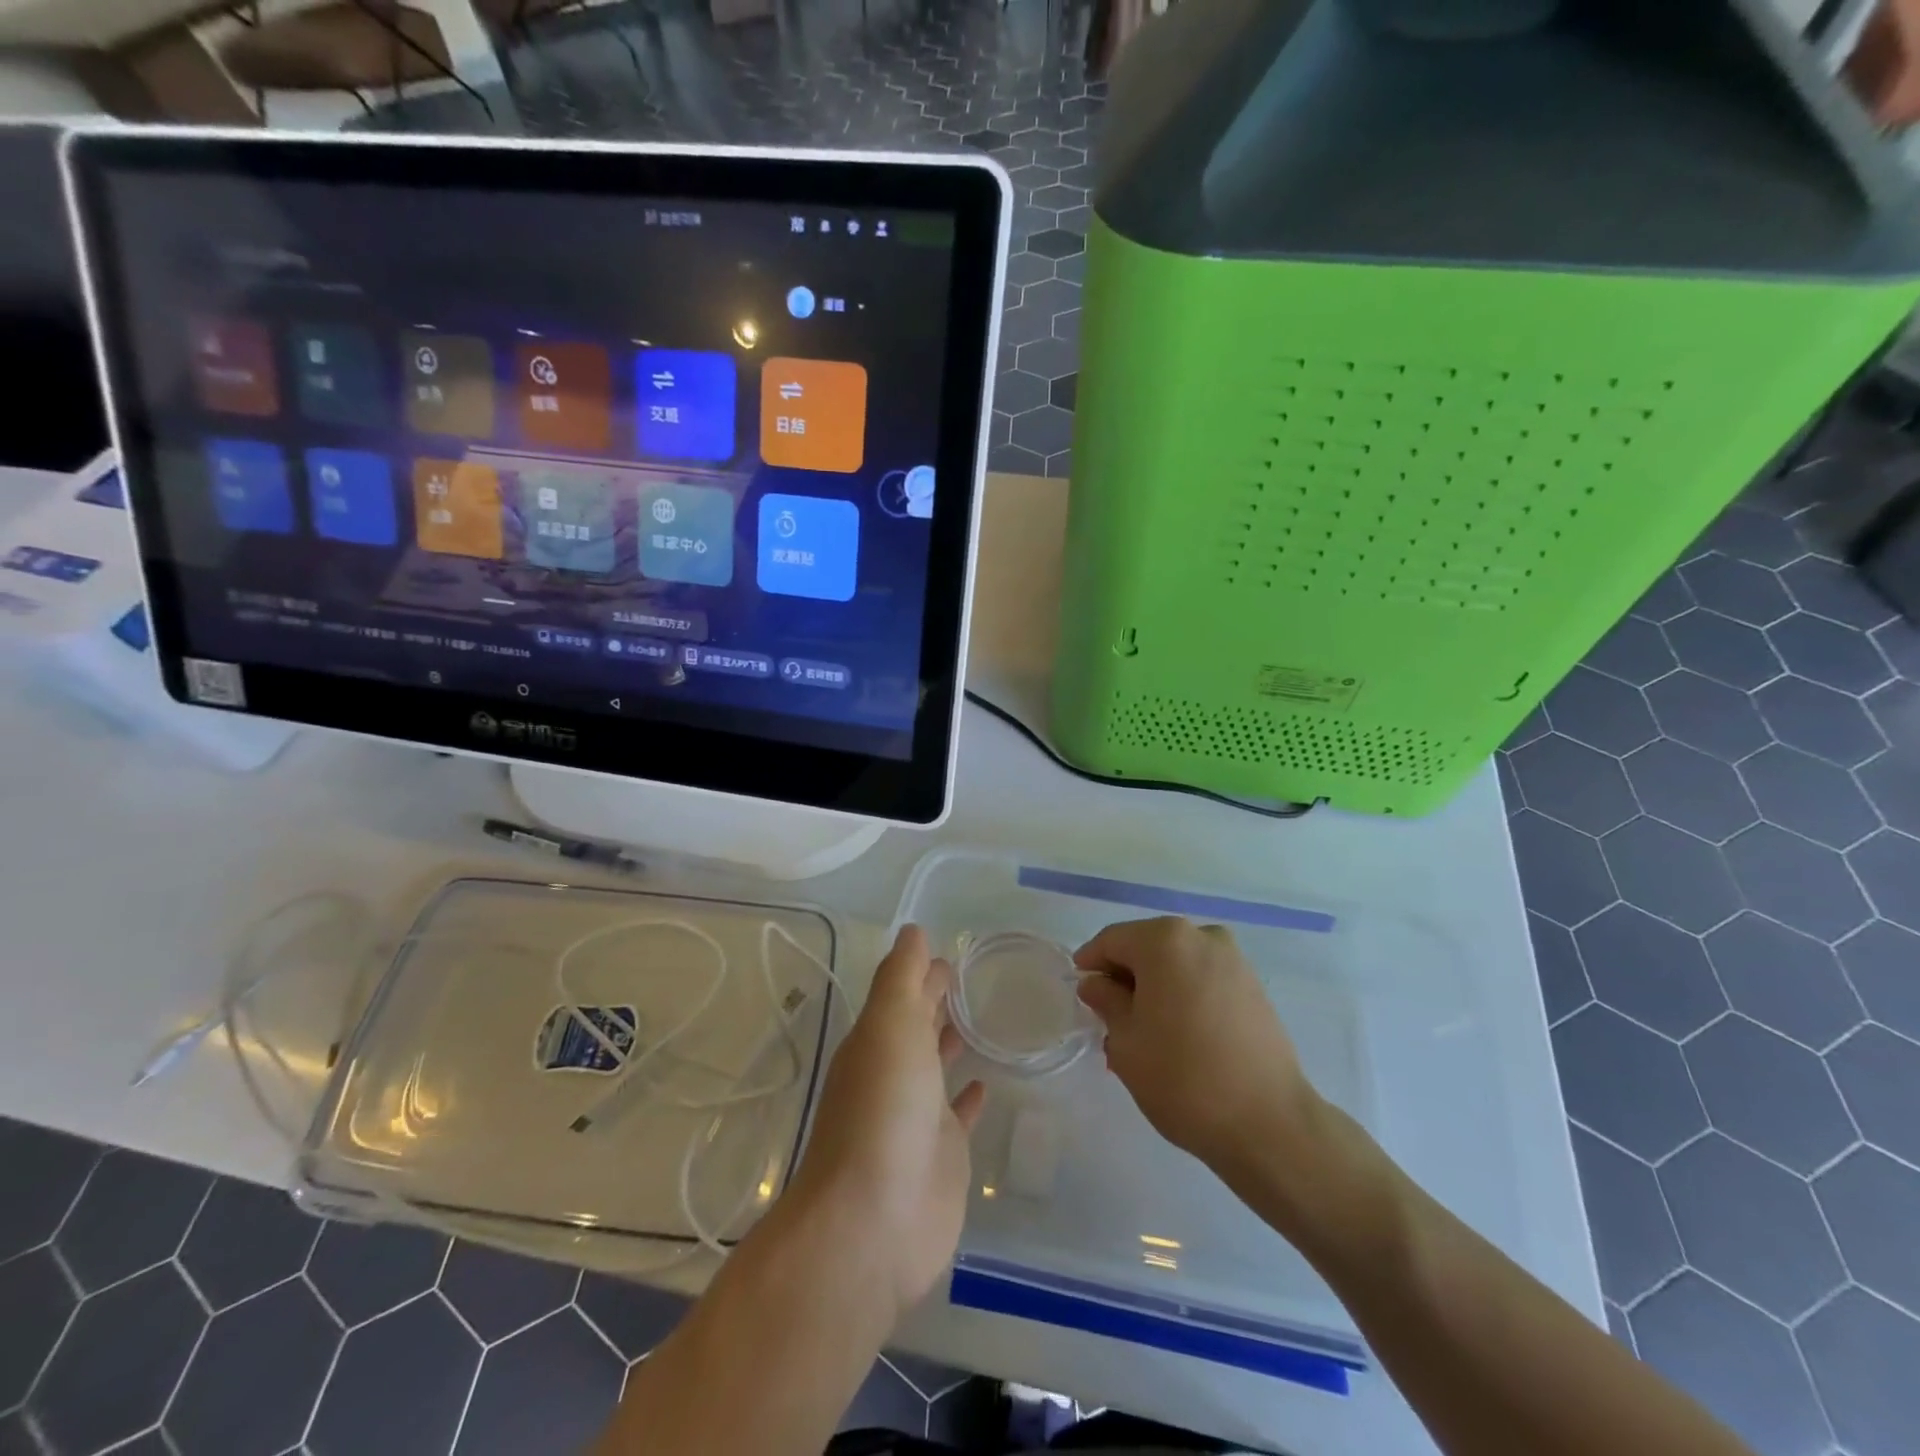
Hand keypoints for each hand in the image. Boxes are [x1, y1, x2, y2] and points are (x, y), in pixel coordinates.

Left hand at [785, 925, 984, 1318]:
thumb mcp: (890, 1024)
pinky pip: (959, 1113)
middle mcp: (892, 1073)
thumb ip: (902, 976)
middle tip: (971, 977)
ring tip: (984, 1017)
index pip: (902, 994)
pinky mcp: (942, 1154)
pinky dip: (969, 1094)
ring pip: (936, 1065)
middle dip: (936, 1000)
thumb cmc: (884, 1108)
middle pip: (917, 1025)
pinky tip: (987, 1081)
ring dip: (951, 1041)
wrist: (875, 1221)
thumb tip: (913, 931)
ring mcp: (916, 1116)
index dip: (922, 972)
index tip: (951, 953)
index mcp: (876, 1040)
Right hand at [1075, 917, 1319, 1174]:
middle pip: (1147, 946)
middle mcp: (1202, 937)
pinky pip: (1204, 979)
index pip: (1113, 940)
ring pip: (1177, 963)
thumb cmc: (1182, 1078)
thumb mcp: (1126, 1041)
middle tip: (1109, 1016)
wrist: (1268, 1124)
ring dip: (1155, 987)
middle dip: (1125, 976)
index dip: (1091, 962)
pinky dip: (1184, 995)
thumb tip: (1097, 984)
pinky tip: (1178, 1034)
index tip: (1080, 990)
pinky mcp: (1255, 987)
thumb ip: (1106, 1001)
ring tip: (1144, 1031)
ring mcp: (1234, 960)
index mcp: (1165, 940)